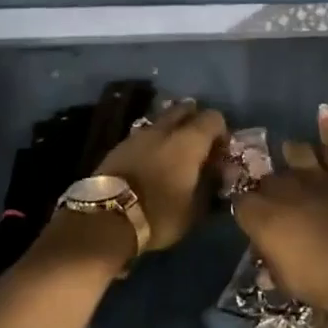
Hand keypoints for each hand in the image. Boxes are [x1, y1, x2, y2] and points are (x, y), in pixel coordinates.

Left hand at [93, 98, 227, 251]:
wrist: (106, 218)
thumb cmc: (160, 213)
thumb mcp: (196, 208)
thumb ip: (211, 185)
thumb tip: (219, 173)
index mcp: (189, 140)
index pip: (214, 118)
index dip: (221, 132)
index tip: (220, 153)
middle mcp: (165, 128)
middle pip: (186, 110)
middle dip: (195, 123)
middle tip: (198, 148)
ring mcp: (139, 134)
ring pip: (162, 121)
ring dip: (172, 131)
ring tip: (174, 156)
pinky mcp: (120, 145)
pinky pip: (144, 135)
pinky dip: (153, 142)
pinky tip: (152, 162)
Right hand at [234, 105, 327, 314]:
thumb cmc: (318, 279)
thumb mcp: (285, 280)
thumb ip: (273, 265)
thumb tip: (266, 267)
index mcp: (260, 214)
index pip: (240, 203)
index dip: (245, 211)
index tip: (249, 220)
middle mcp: (280, 188)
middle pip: (266, 179)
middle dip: (267, 188)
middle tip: (275, 202)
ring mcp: (312, 176)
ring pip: (294, 153)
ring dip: (291, 156)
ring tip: (291, 158)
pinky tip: (323, 110)